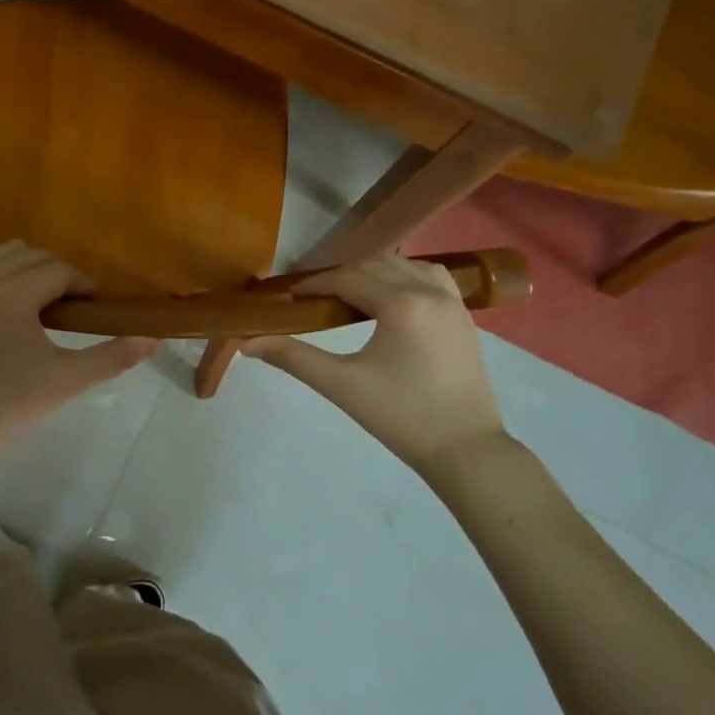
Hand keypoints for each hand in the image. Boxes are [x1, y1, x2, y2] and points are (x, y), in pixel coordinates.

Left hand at [0, 241, 157, 450]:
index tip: (92, 308)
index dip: (83, 287)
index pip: (60, 271)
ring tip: (35, 298)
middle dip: (57, 276)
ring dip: (25, 266)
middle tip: (69, 308)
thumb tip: (154, 339)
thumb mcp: (68, 380)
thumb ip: (113, 356)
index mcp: (14, 294)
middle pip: (33, 256)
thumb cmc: (11, 404)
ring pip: (2, 251)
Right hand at [241, 254, 507, 476]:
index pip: (346, 278)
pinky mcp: (464, 316)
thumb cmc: (401, 417)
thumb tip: (248, 342)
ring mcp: (452, 301)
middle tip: (312, 299)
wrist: (466, 450)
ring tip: (350, 297)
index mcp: (401, 304)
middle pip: (374, 265)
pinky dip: (405, 277)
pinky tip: (392, 299)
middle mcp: (429, 291)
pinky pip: (431, 277)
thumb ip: (293, 358)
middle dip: (340, 277)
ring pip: (404, 265)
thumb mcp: (342, 386)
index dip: (313, 284)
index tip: (288, 296)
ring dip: (373, 272)